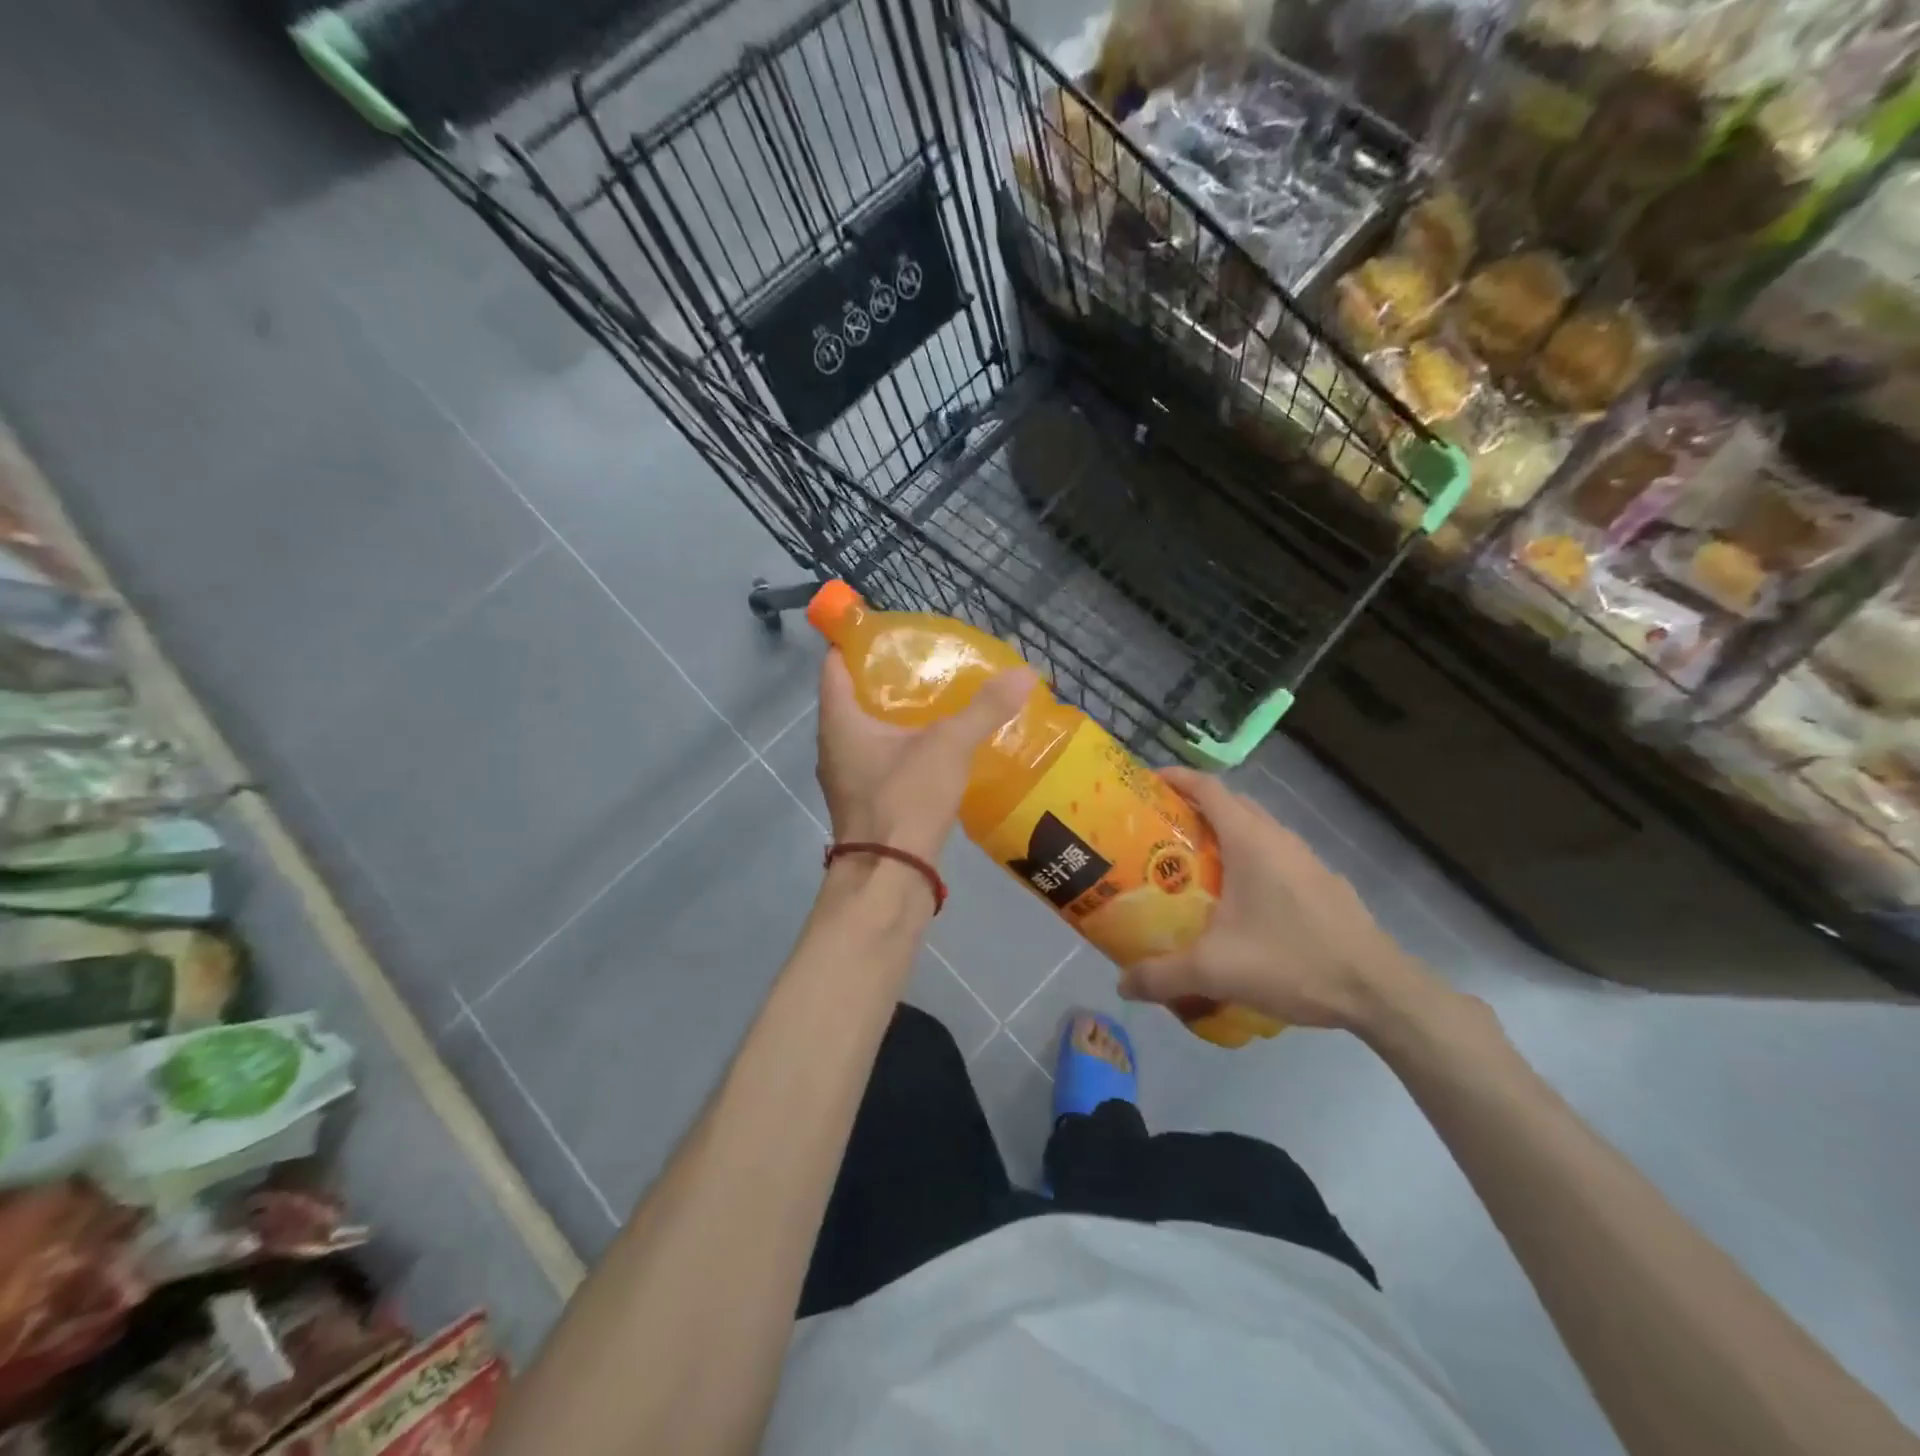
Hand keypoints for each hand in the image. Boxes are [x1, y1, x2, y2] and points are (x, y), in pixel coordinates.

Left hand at [815, 651, 1036, 863]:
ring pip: (865, 731)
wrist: (889, 878)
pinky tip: (933, 746)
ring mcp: (845, 777)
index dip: (857, 641)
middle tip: (924, 661)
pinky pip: (877, 759)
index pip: (836, 664)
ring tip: (934, 698)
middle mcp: (833, 745)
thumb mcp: (948, 746)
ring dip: (893, 715)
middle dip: (884, 678)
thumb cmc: (905, 800)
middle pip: (852, 697)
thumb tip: (1025, 673)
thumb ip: (984, 709)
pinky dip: (899, 746)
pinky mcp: (863, 801)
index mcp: (839, 721)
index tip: (890, 630)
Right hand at [1121, 767, 1436, 1031]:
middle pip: (1230, 804)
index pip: (1208, 788)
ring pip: (1256, 830)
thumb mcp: (1216, 971)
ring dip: (1224, 835)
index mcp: (1251, 841)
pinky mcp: (1323, 884)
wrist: (1379, 991)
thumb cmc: (1293, 961)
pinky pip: (1275, 856)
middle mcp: (1279, 838)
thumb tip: (1122, 985)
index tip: (1146, 782)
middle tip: (1159, 830)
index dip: (1176, 778)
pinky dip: (1249, 860)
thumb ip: (1163, 975)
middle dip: (1194, 807)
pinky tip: (1240, 901)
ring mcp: (1306, 860)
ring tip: (1193, 864)